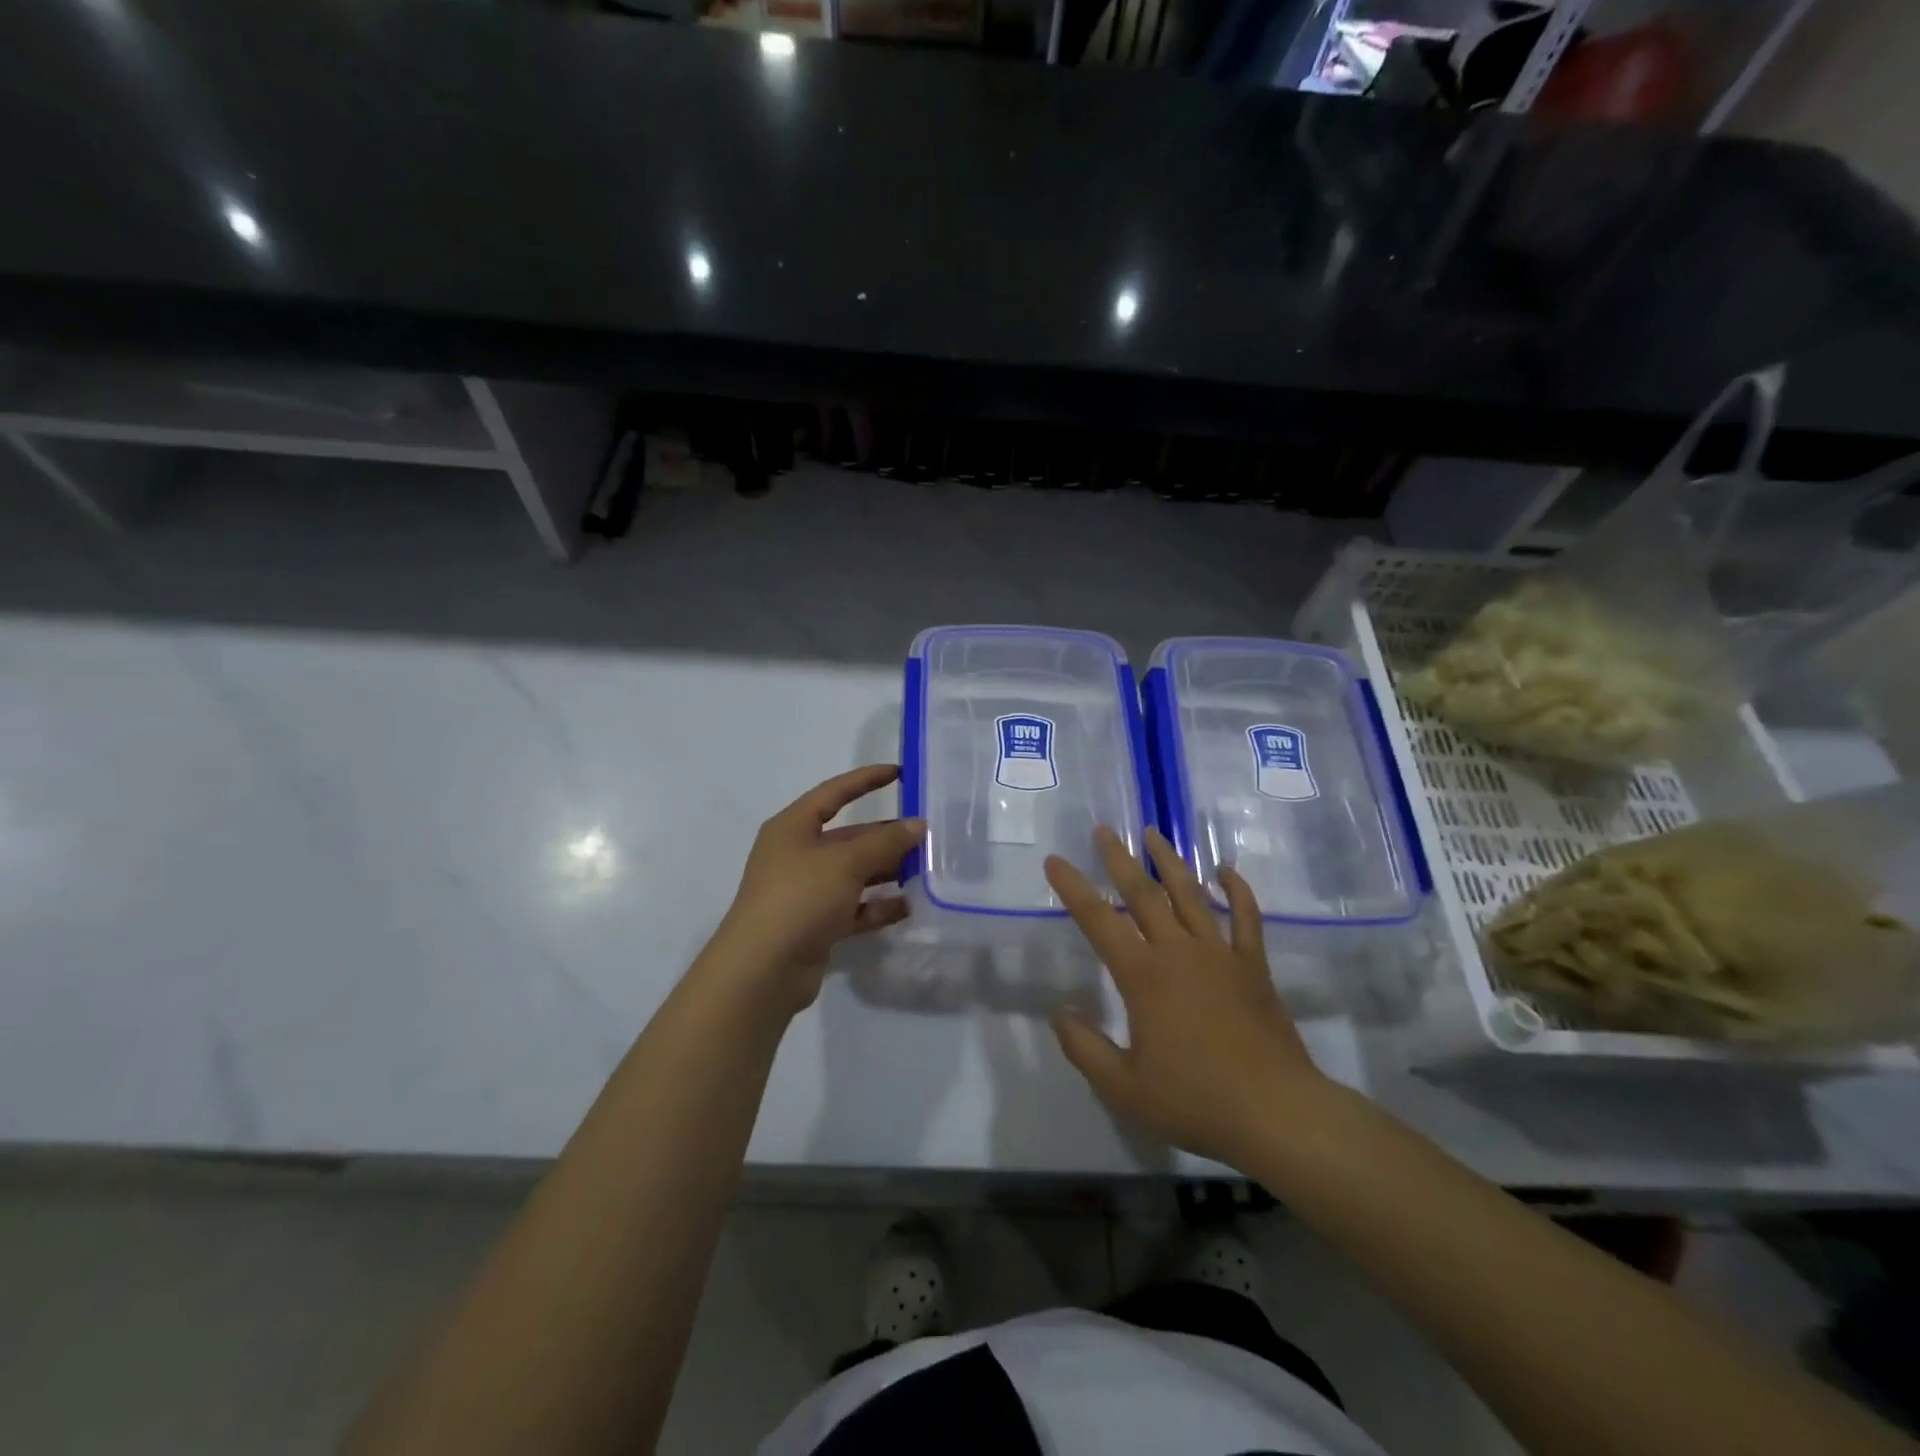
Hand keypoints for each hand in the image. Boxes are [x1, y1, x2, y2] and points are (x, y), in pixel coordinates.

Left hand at [709, 764, 924, 1012]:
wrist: (762, 971)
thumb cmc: (799, 898)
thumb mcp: (845, 862)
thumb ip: (885, 842)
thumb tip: (918, 825)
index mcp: (793, 828)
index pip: (834, 793)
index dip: (866, 780)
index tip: (899, 773)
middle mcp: (797, 855)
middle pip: (848, 837)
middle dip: (885, 835)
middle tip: (926, 834)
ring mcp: (805, 892)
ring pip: (853, 873)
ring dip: (885, 871)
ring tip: (924, 869)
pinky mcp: (815, 925)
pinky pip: (853, 908)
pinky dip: (877, 907)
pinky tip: (907, 907)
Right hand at [1045, 827, 1328, 1167]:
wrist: (1278, 1114)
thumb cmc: (1196, 1101)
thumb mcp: (1124, 1089)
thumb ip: (1084, 1048)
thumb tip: (1060, 1011)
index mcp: (1144, 976)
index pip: (1099, 921)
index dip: (1073, 889)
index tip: (1055, 861)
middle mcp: (1179, 952)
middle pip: (1144, 894)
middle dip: (1119, 860)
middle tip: (1103, 830)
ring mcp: (1221, 954)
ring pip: (1191, 895)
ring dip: (1170, 862)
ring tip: (1154, 833)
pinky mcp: (1253, 966)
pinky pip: (1246, 918)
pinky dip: (1237, 891)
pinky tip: (1226, 871)